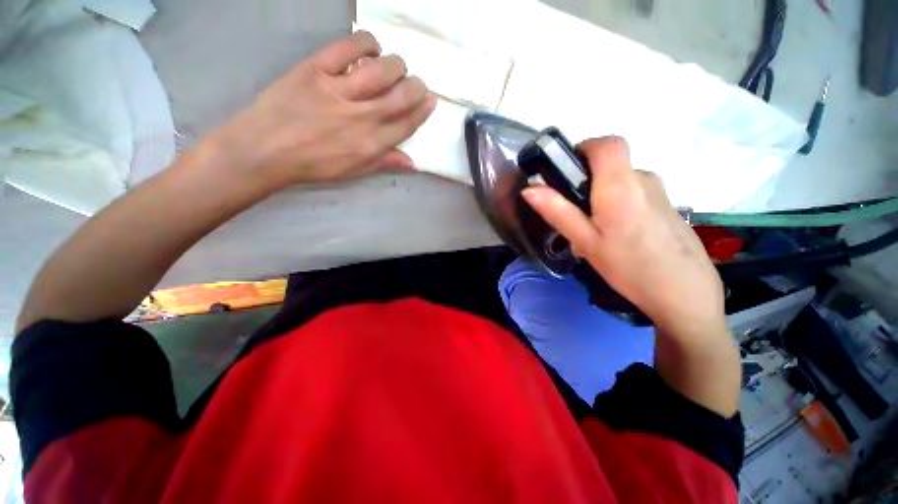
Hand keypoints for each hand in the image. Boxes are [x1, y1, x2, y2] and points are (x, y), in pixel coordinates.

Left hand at [210, 31, 436, 190]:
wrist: (265, 150)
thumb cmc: (313, 165)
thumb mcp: (353, 171)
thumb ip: (383, 163)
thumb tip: (412, 163)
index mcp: (371, 144)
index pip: (406, 125)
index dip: (422, 112)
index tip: (431, 101)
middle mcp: (361, 117)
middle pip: (400, 97)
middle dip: (416, 87)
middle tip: (418, 83)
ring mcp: (339, 91)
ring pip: (380, 71)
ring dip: (396, 65)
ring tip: (396, 66)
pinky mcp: (315, 70)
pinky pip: (346, 48)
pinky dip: (364, 43)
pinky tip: (372, 46)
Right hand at [522, 137, 725, 340]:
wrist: (685, 296)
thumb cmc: (629, 268)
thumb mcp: (586, 242)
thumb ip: (558, 211)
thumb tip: (529, 188)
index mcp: (620, 185)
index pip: (607, 143)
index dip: (584, 148)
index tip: (566, 171)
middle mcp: (644, 179)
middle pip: (612, 163)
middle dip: (587, 179)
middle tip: (574, 213)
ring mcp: (661, 192)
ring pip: (623, 180)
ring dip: (603, 194)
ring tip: (594, 230)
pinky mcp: (669, 206)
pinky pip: (637, 193)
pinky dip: (620, 203)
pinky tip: (618, 235)